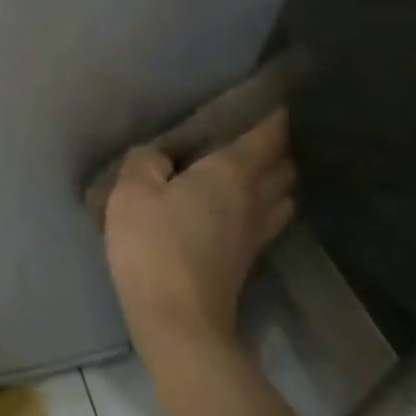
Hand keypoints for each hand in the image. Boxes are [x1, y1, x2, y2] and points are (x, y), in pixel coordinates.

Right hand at [103, 109, 294, 356]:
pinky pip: (270, 216)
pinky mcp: (249, 258)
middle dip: (279, 143)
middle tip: (261, 129)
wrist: (178, 319)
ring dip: (278, 175)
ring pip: (283, 193)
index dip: (275, 114)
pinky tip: (246, 204)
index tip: (278, 96)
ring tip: (257, 165)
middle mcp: (254, 197)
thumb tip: (159, 155)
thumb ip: (145, 161)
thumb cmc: (153, 245)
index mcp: (230, 173)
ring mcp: (257, 231)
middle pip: (284, 164)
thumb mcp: (131, 192)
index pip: (266, 135)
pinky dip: (267, 201)